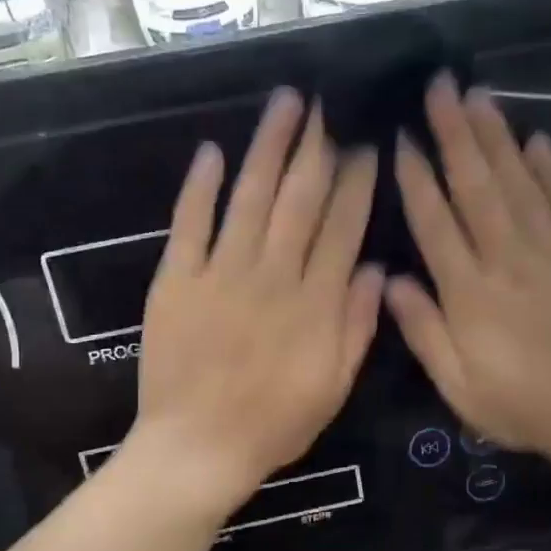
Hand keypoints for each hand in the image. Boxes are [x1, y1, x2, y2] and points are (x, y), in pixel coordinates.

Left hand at [129, 88, 382, 514]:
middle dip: (317, 147)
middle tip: (329, 102)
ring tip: (285, 103)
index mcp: (314, 303)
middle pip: (300, 199)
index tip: (366, 143)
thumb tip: (373, 268)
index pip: (342, 227)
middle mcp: (272, 276)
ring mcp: (221, 274)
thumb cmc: (273, 425)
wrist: (198, 448)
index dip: (356, 182)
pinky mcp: (176, 280)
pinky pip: (190, 224)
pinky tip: (212, 151)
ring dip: (268, 147)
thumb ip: (356, 326)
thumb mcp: (334, 387)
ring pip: (250, 198)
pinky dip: (200, 187)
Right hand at [387, 76, 550, 468]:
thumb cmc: (519, 404)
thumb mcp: (457, 386)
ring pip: (519, 182)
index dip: (416, 178)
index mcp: (470, 293)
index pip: (435, 223)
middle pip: (476, 187)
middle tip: (439, 85)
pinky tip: (535, 138)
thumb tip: (388, 279)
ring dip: (495, 137)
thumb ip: (423, 330)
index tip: (402, 137)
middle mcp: (509, 259)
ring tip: (476, 95)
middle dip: (454, 134)